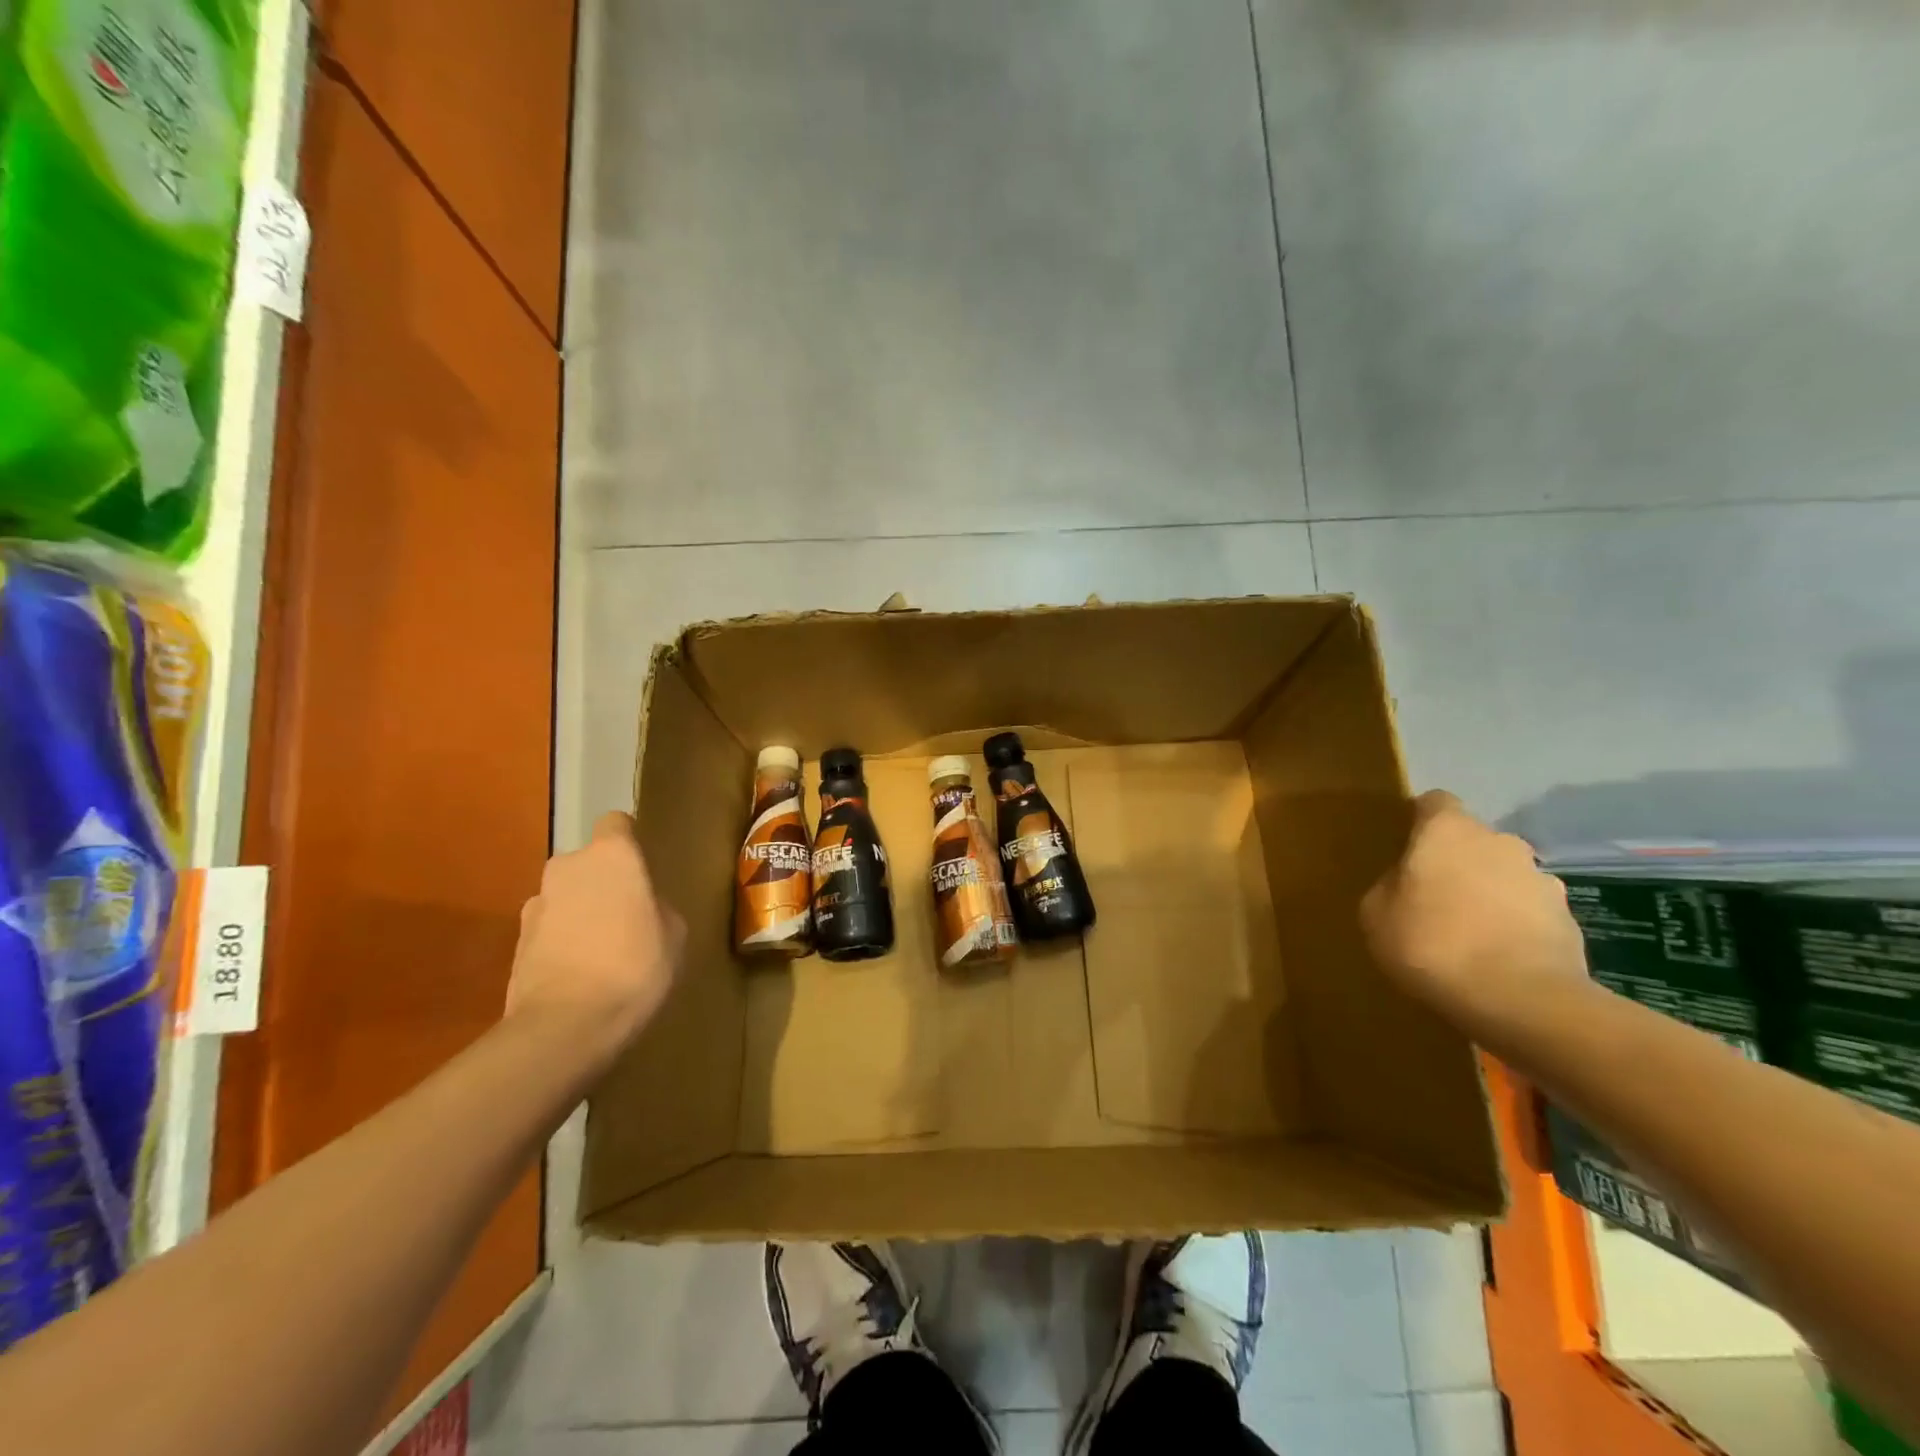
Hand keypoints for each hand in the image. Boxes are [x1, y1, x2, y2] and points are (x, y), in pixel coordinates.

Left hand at [506, 811, 684, 1075]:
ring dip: (579, 914)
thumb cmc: (635, 966)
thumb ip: (657, 907)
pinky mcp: (516, 943)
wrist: (566, 1026)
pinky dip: (561, 943)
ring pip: (566, 898)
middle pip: (588, 863)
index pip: (616, 823)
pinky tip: (579, 976)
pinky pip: (549, 931)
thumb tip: (643, 907)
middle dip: (602, 883)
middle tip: (626, 917)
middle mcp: (568, 867)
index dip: (629, 841)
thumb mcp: (674, 934)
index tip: (642, 867)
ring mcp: (535, 904)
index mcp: (612, 856)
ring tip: (600, 953)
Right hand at [1361, 790, 1588, 1025]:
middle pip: (1473, 841)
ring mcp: (1543, 880)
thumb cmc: (1431, 943)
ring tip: (1470, 935)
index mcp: (1449, 830)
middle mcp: (1501, 842)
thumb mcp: (1376, 913)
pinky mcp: (1570, 921)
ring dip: (1490, 894)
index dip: (1420, 820)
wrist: (1521, 1000)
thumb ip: (1390, 886)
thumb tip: (1406, 883)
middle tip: (1434, 897)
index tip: (1407, 846)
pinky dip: (1515, 927)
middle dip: (1457, 862)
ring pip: (1505, 876)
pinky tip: (1498, 960)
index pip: (1434, 802)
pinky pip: (1531, 914)